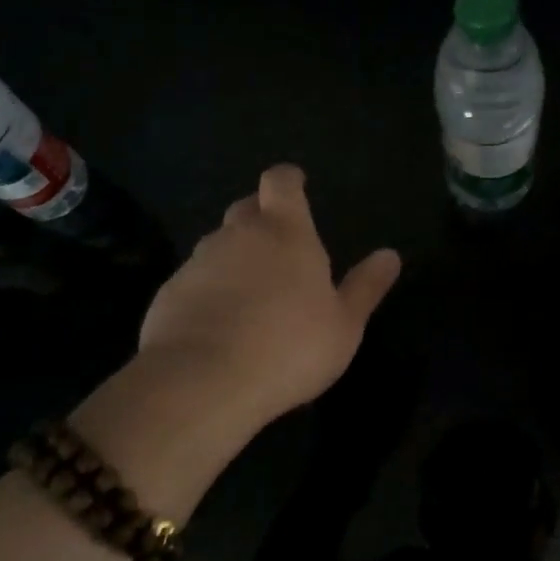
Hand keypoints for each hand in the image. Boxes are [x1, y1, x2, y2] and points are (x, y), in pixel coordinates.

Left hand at [137, 164, 401, 431]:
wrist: (204, 381)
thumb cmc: (290, 347)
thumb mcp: (343, 325)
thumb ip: (365, 287)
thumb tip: (390, 255)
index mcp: (285, 232)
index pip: (280, 182)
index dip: (288, 180)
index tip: (295, 185)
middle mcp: (237, 235)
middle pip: (246, 209)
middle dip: (261, 217)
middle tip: (279, 246)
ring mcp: (199, 262)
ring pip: (218, 245)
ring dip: (234, 258)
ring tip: (250, 294)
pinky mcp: (169, 292)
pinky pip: (195, 280)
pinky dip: (209, 291)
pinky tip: (218, 324)